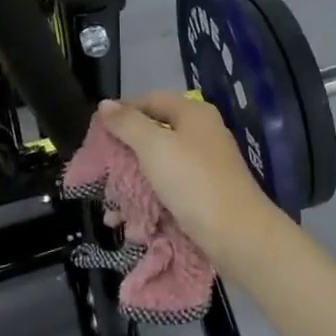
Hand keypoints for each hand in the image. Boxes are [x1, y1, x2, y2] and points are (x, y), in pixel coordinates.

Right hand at [97, 93, 282, 270]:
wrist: (238, 235)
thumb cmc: (193, 181)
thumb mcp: (154, 147)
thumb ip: (128, 124)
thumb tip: (105, 104)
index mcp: (193, 114)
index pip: (151, 100)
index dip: (123, 111)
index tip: (97, 132)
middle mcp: (201, 134)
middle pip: (154, 135)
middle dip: (124, 157)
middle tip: (101, 176)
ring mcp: (204, 166)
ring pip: (159, 168)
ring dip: (133, 187)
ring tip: (113, 212)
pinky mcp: (204, 195)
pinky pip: (169, 192)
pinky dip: (150, 203)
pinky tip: (133, 226)